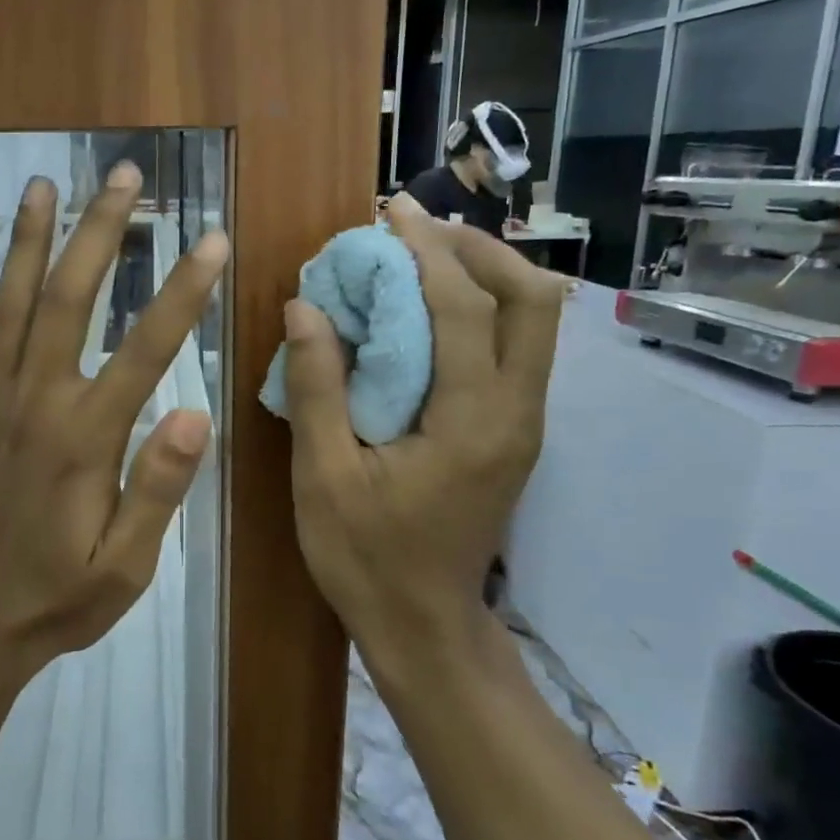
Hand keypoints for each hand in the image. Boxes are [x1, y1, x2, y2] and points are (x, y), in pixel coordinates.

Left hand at [0, 164, 227, 681]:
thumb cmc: (58, 598)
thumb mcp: (126, 565)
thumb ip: (158, 487)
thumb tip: (195, 411)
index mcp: (83, 437)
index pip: (145, 348)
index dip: (182, 291)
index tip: (211, 238)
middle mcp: (33, 401)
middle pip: (69, 298)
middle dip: (101, 231)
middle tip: (126, 175)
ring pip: (8, 303)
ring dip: (27, 239)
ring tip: (42, 184)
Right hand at [279, 192, 565, 664]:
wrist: (424, 627)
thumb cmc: (366, 558)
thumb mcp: (323, 477)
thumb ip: (317, 387)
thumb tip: (305, 306)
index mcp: (472, 423)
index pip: (465, 308)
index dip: (428, 251)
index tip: (389, 213)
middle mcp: (517, 413)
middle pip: (534, 300)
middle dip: (478, 249)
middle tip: (414, 229)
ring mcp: (525, 423)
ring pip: (534, 321)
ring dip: (483, 274)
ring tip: (420, 255)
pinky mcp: (515, 431)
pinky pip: (515, 347)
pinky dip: (480, 309)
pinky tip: (428, 309)